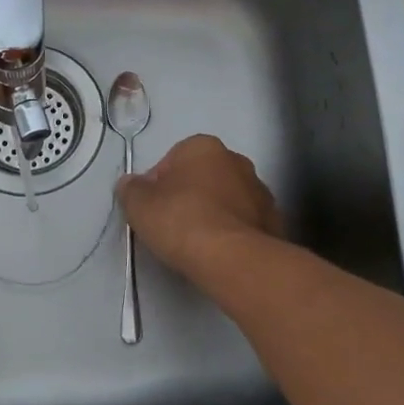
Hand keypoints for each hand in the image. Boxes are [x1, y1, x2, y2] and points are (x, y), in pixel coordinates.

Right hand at [117, 134, 281, 281]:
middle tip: (173, 225)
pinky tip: (219, 253)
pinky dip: (232, 232)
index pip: (172, 161)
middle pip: (202, 177)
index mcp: (203, 147)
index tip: (152, 210)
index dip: (158, 186)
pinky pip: (244, 222)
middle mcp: (236, 160)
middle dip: (189, 196)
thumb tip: (130, 184)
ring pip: (226, 199)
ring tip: (197, 243)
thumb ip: (130, 189)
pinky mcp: (274, 220)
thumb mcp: (138, 204)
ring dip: (213, 213)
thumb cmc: (180, 220)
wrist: (231, 257)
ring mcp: (259, 190)